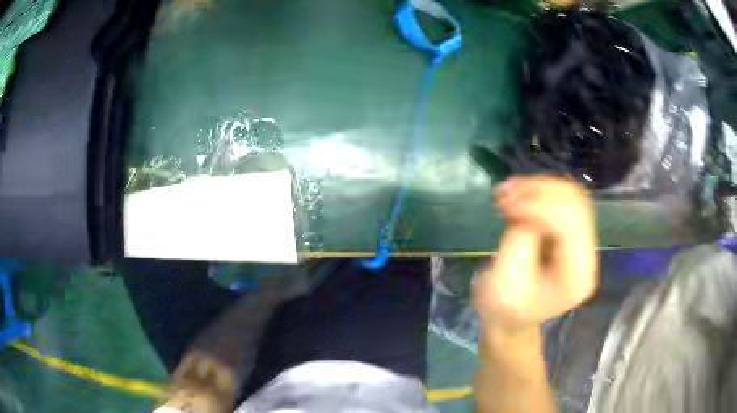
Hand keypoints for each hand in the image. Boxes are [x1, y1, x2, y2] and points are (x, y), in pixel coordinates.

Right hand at [475, 175, 597, 330]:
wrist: (511, 318)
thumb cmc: (504, 309)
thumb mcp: (504, 283)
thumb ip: (519, 242)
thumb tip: (524, 208)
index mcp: (577, 275)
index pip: (570, 224)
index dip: (539, 206)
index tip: (505, 204)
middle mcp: (588, 254)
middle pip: (576, 204)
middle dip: (540, 191)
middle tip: (504, 192)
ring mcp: (582, 242)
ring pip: (571, 195)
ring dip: (539, 187)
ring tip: (507, 190)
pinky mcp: (572, 233)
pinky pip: (563, 200)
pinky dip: (539, 191)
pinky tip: (518, 194)